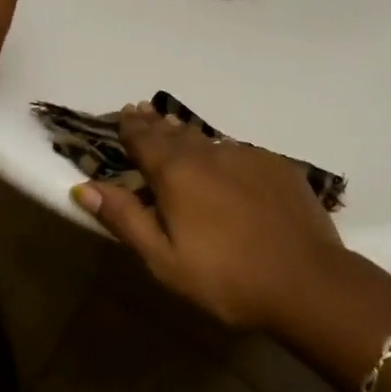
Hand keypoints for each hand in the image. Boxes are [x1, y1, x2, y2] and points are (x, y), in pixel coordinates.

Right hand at [71, 104, 345, 329]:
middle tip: (143, 112)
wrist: (305, 279)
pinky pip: (239, 153)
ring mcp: (246, 155)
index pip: (144, 139)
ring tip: (176, 131)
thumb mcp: (164, 259)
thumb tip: (85, 186)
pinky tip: (226, 165)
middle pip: (174, 132)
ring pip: (207, 140)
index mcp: (176, 172)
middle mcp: (208, 152)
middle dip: (155, 124)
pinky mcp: (276, 166)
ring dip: (187, 136)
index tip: (123, 114)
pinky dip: (223, 154)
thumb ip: (125, 219)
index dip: (130, 127)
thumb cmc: (225, 277)